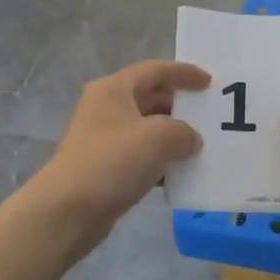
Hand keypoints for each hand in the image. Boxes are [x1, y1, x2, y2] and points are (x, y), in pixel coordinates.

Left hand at [32, 60, 210, 245]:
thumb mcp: (159, 138)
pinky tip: (181, 173)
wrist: (68, 210)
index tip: (211, 84)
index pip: (155, 70)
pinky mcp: (105, 166)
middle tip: (209, 117)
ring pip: (147, 128)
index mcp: (114, 89)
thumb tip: (190, 140)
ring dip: (173, 135)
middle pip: (150, 96)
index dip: (184, 73)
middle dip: (180, 105)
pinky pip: (140, 155)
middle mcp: (106, 107)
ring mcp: (104, 138)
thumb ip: (184, 132)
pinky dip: (161, 160)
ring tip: (201, 146)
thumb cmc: (113, 161)